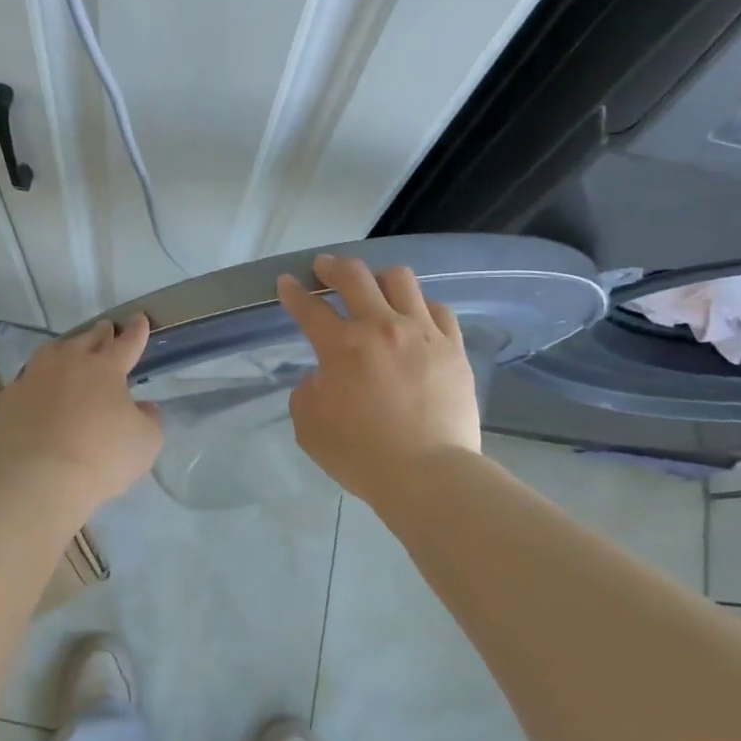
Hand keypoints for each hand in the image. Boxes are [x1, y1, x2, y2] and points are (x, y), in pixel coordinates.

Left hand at [0, 316, 162, 513]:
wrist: (40, 480)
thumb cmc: (102, 458)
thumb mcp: (146, 442)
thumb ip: (149, 419)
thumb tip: (143, 407)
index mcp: (105, 368)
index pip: (126, 343)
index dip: (136, 331)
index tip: (139, 319)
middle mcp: (68, 363)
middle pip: (87, 340)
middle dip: (101, 333)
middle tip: (106, 330)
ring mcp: (34, 378)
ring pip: (51, 352)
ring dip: (65, 349)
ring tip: (69, 352)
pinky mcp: (9, 399)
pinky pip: (27, 381)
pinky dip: (38, 381)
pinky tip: (39, 390)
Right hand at [277, 254, 481, 504]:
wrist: (427, 473)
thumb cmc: (360, 454)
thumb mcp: (309, 427)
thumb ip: (308, 391)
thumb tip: (323, 376)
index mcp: (342, 346)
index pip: (309, 308)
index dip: (293, 292)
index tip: (287, 282)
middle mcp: (381, 327)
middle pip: (354, 276)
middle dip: (333, 267)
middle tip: (325, 269)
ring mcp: (422, 333)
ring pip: (400, 279)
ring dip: (379, 278)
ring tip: (374, 288)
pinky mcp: (453, 348)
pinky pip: (437, 309)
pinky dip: (420, 306)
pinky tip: (415, 316)